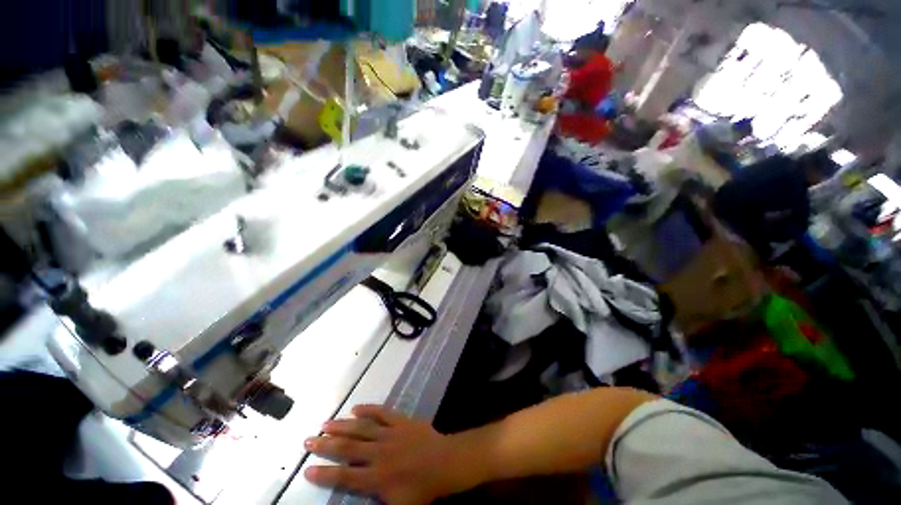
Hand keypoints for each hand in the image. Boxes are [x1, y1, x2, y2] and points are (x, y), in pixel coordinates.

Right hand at [304, 405, 466, 504]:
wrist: (444, 462)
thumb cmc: (422, 489)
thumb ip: (376, 504)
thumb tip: (357, 503)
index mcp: (377, 478)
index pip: (345, 477)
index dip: (325, 474)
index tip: (307, 468)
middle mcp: (379, 453)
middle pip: (348, 448)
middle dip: (326, 445)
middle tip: (308, 440)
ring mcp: (390, 433)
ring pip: (361, 427)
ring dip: (342, 425)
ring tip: (325, 423)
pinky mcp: (400, 420)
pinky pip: (381, 412)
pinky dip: (368, 408)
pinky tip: (356, 406)